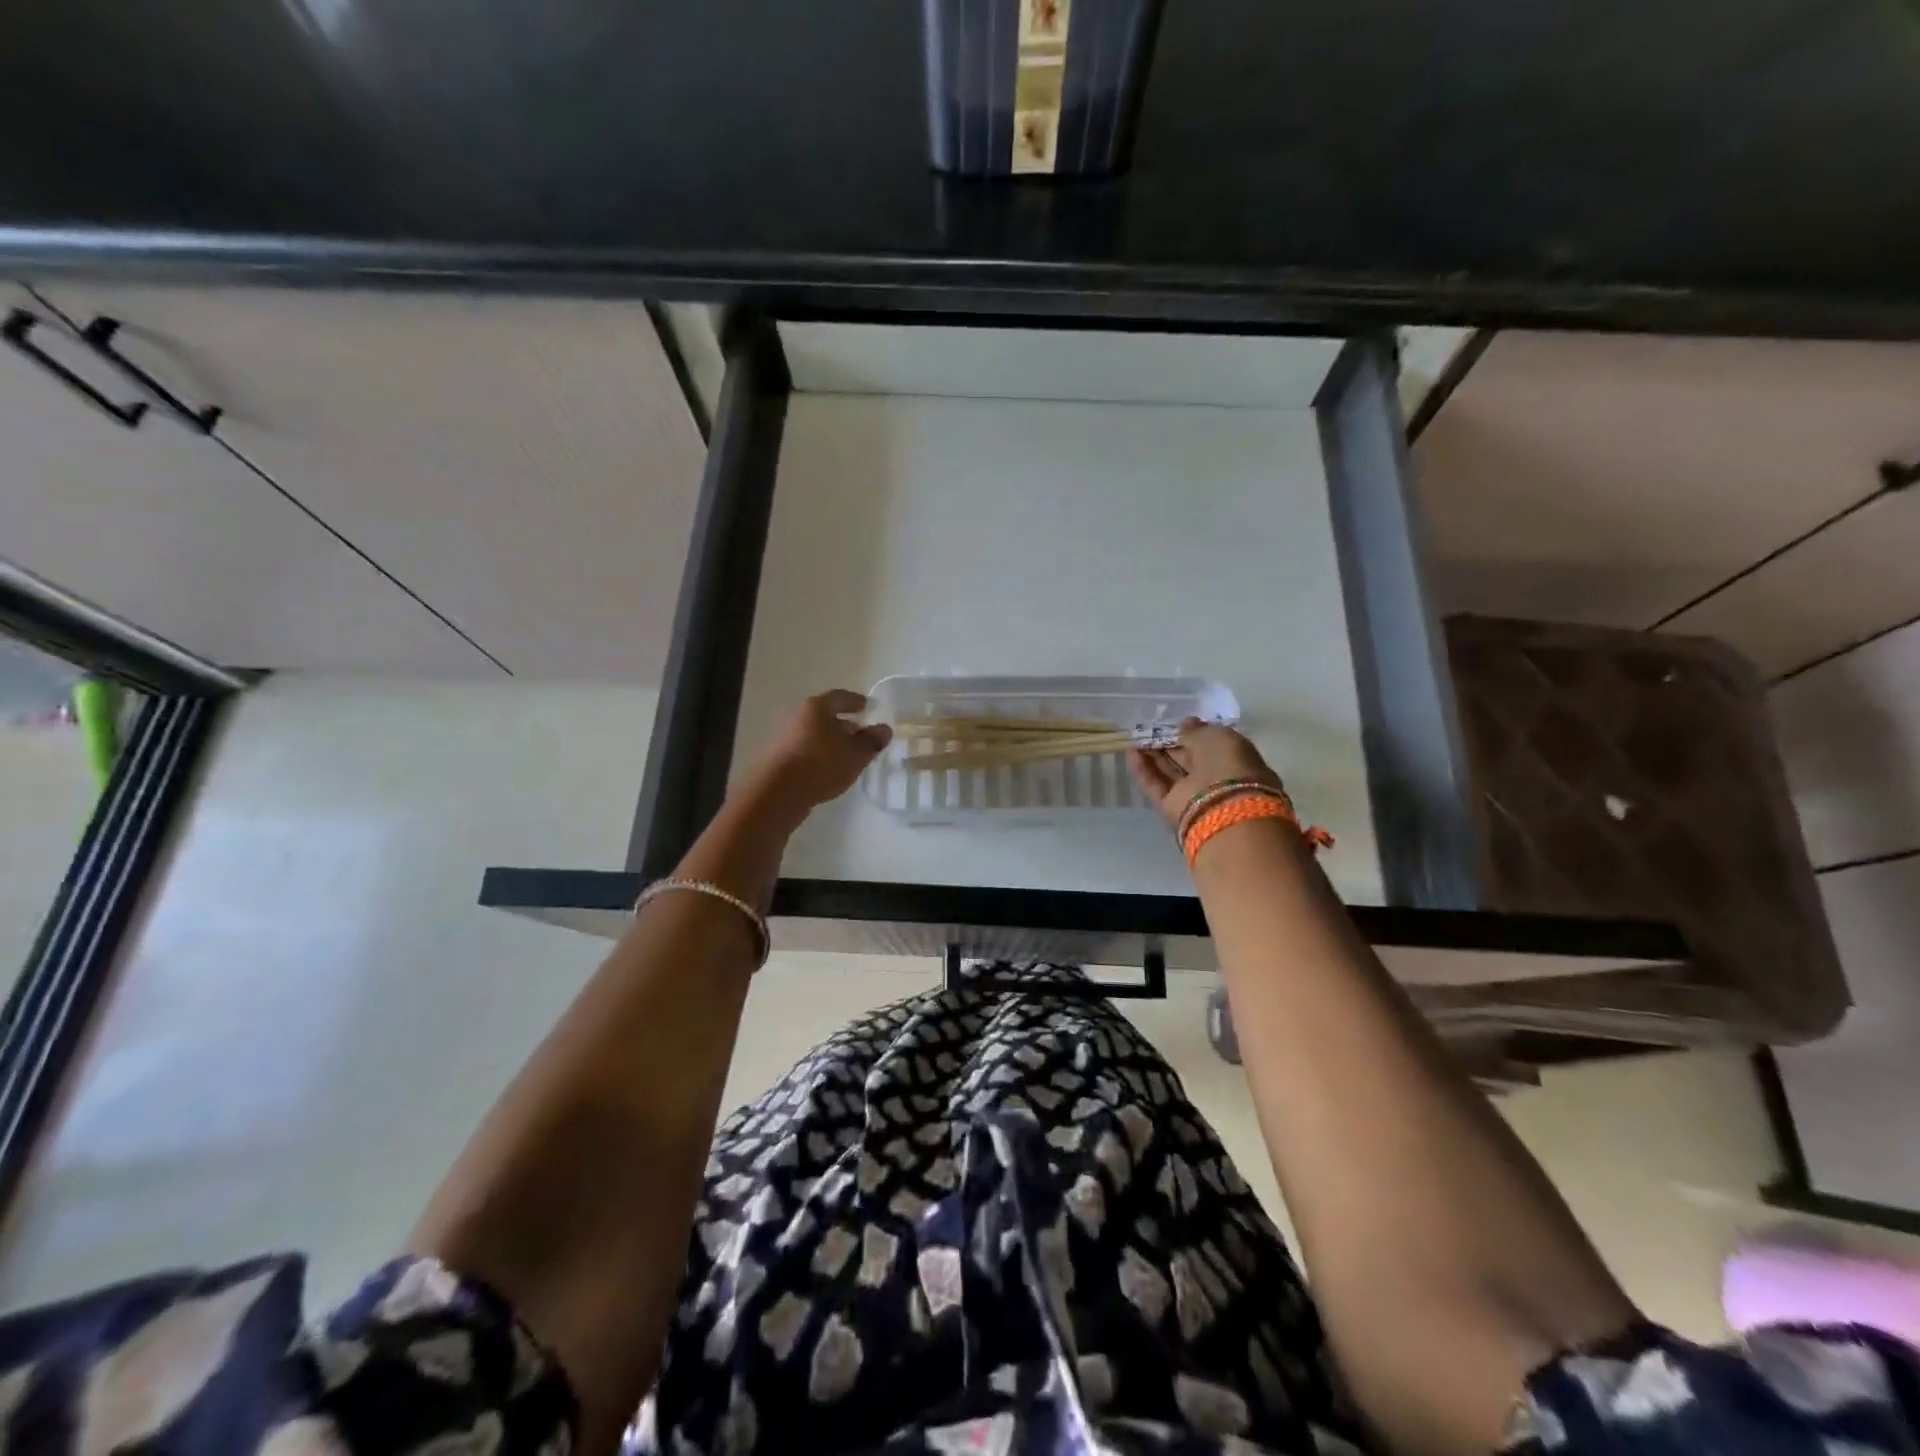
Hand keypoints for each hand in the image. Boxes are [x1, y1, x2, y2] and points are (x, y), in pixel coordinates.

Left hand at [746, 690, 892, 824]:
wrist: (778, 792)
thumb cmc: (822, 764)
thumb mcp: (856, 754)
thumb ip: (872, 740)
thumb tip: (884, 729)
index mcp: (818, 707)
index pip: (841, 697)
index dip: (856, 701)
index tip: (868, 708)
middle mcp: (799, 716)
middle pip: (826, 715)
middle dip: (845, 723)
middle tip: (861, 733)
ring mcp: (786, 737)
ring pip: (815, 734)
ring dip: (831, 741)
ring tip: (847, 755)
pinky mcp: (779, 758)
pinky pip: (806, 750)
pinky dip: (820, 754)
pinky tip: (829, 769)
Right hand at [1127, 719, 1283, 831]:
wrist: (1223, 807)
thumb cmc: (1227, 764)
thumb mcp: (1216, 736)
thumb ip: (1197, 730)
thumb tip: (1186, 724)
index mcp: (1233, 759)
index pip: (1210, 744)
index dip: (1192, 734)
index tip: (1175, 724)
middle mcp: (1214, 778)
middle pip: (1187, 759)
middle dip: (1169, 744)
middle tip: (1149, 729)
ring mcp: (1192, 794)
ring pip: (1170, 772)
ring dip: (1153, 755)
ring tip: (1135, 737)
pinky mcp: (1172, 807)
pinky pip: (1156, 785)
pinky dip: (1143, 770)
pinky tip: (1130, 753)